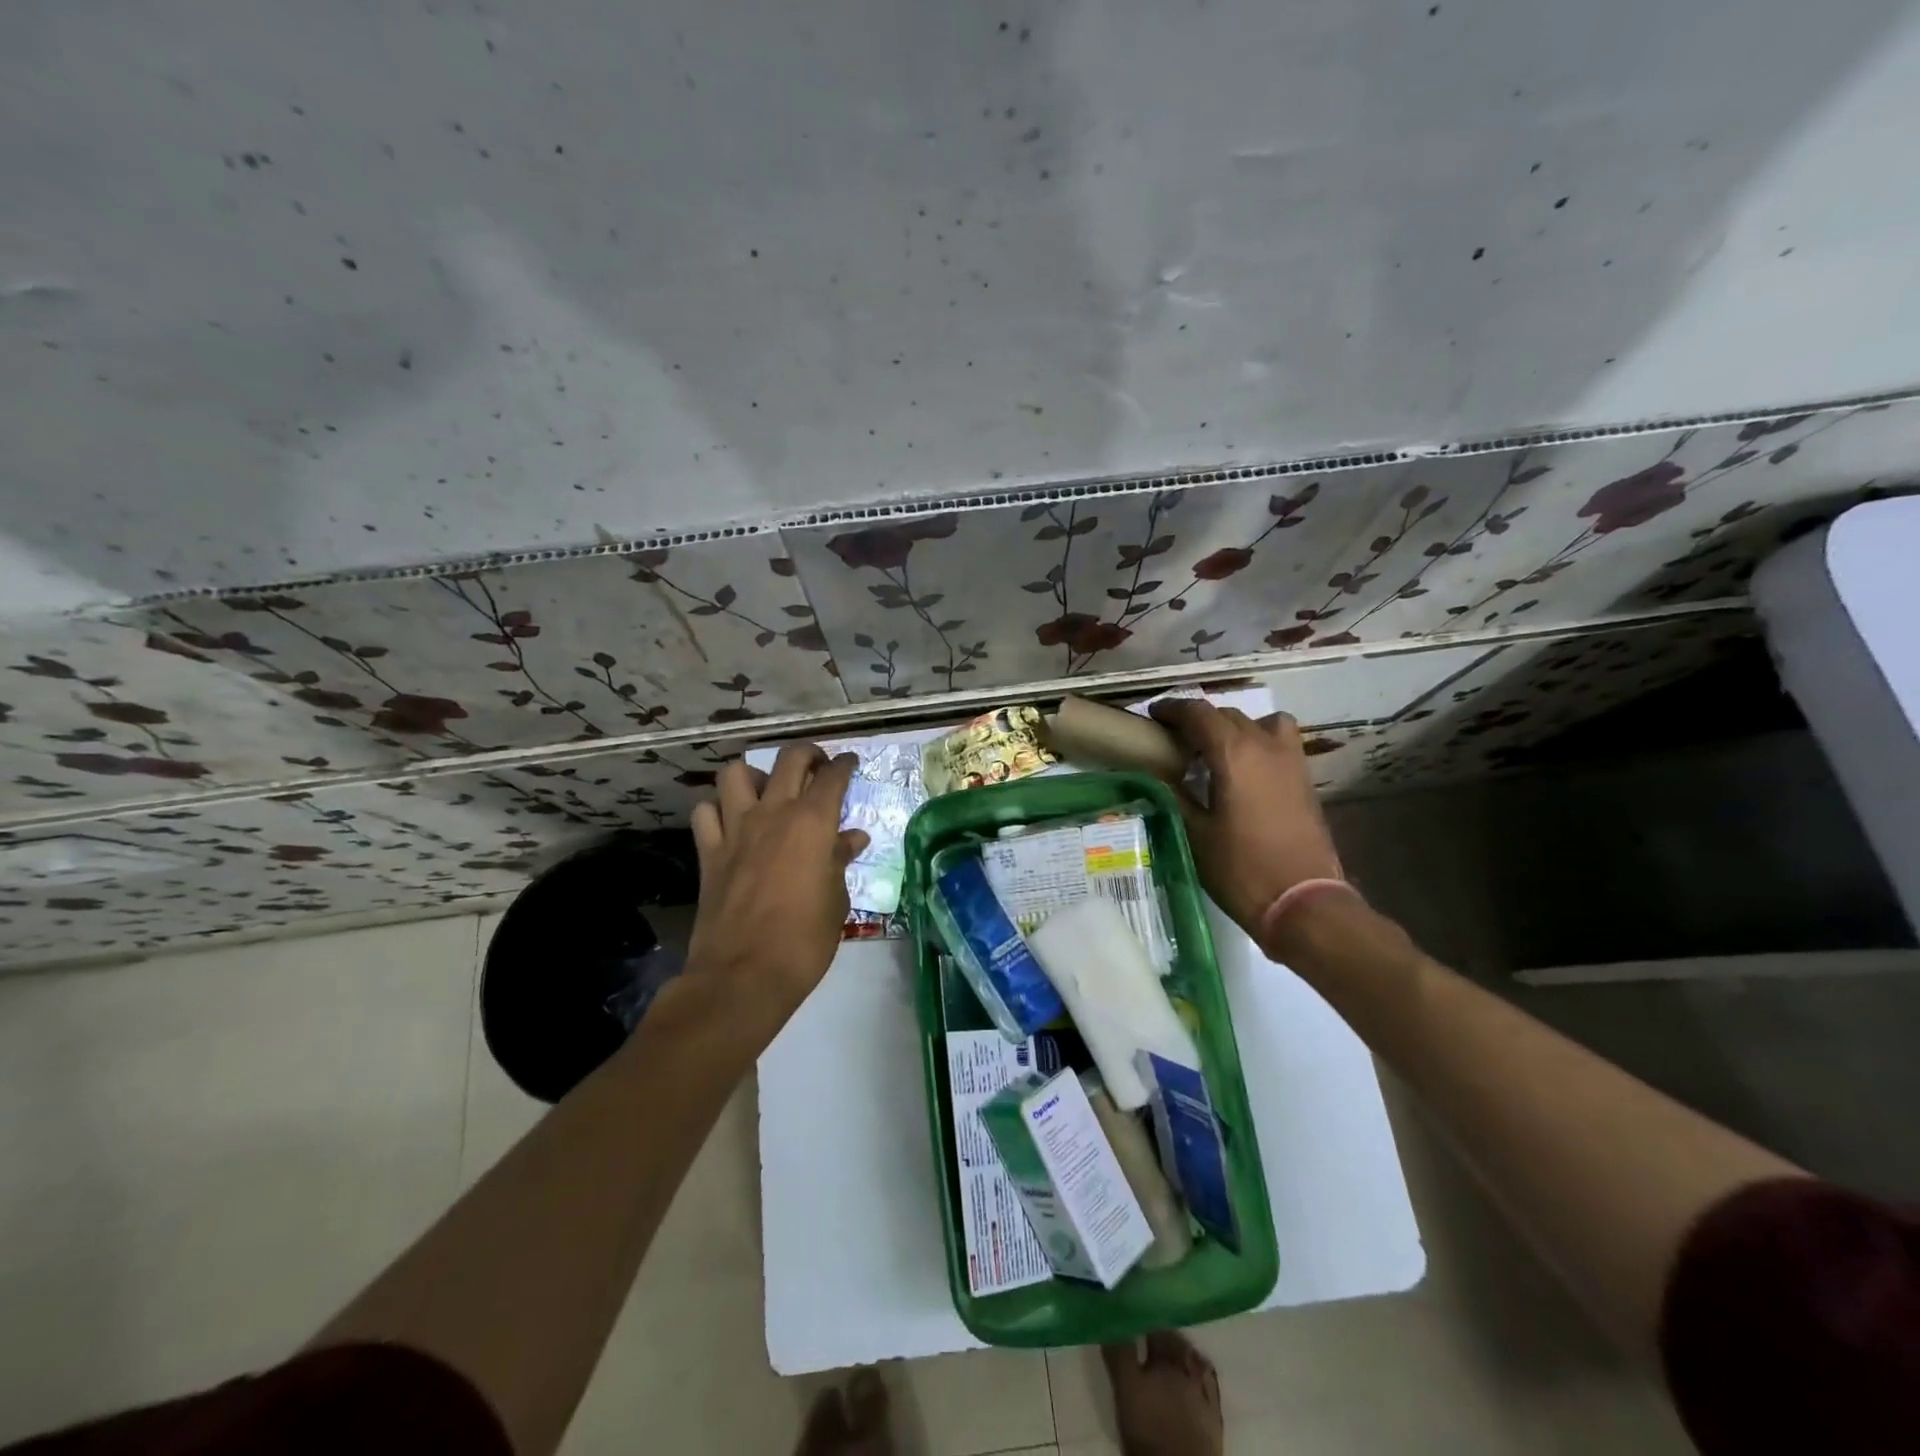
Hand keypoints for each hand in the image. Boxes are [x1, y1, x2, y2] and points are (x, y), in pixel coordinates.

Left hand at [686, 745, 868, 1025]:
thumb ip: (840, 860)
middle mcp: (773, 813)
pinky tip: (731, 823)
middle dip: (808, 754)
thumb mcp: (836, 899)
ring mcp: (735, 830)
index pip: (832, 777)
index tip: (850, 763)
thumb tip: (852, 838)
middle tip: (817, 766)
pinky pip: (706, 812)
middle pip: (788, 759)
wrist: (744, 975)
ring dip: (755, 775)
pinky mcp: (709, 852)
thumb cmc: (804, 940)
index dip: (844, 765)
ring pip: (736, 774)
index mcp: (812, 822)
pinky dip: (718, 809)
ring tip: (767, 791)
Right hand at [1149, 699, 1342, 938]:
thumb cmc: (1241, 869)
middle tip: (1175, 739)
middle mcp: (1265, 746)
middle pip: (1228, 715)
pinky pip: (1280, 742)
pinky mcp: (1305, 780)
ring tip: (1217, 750)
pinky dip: (1259, 742)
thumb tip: (1156, 774)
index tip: (1153, 716)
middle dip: (1199, 720)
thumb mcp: (1194, 833)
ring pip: (1261, 723)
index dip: (1173, 710)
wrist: (1303, 903)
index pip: (1199, 713)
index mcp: (1234, 753)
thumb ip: (1174, 795)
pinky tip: (1244, 771)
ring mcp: (1291, 761)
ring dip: (1236, 727)